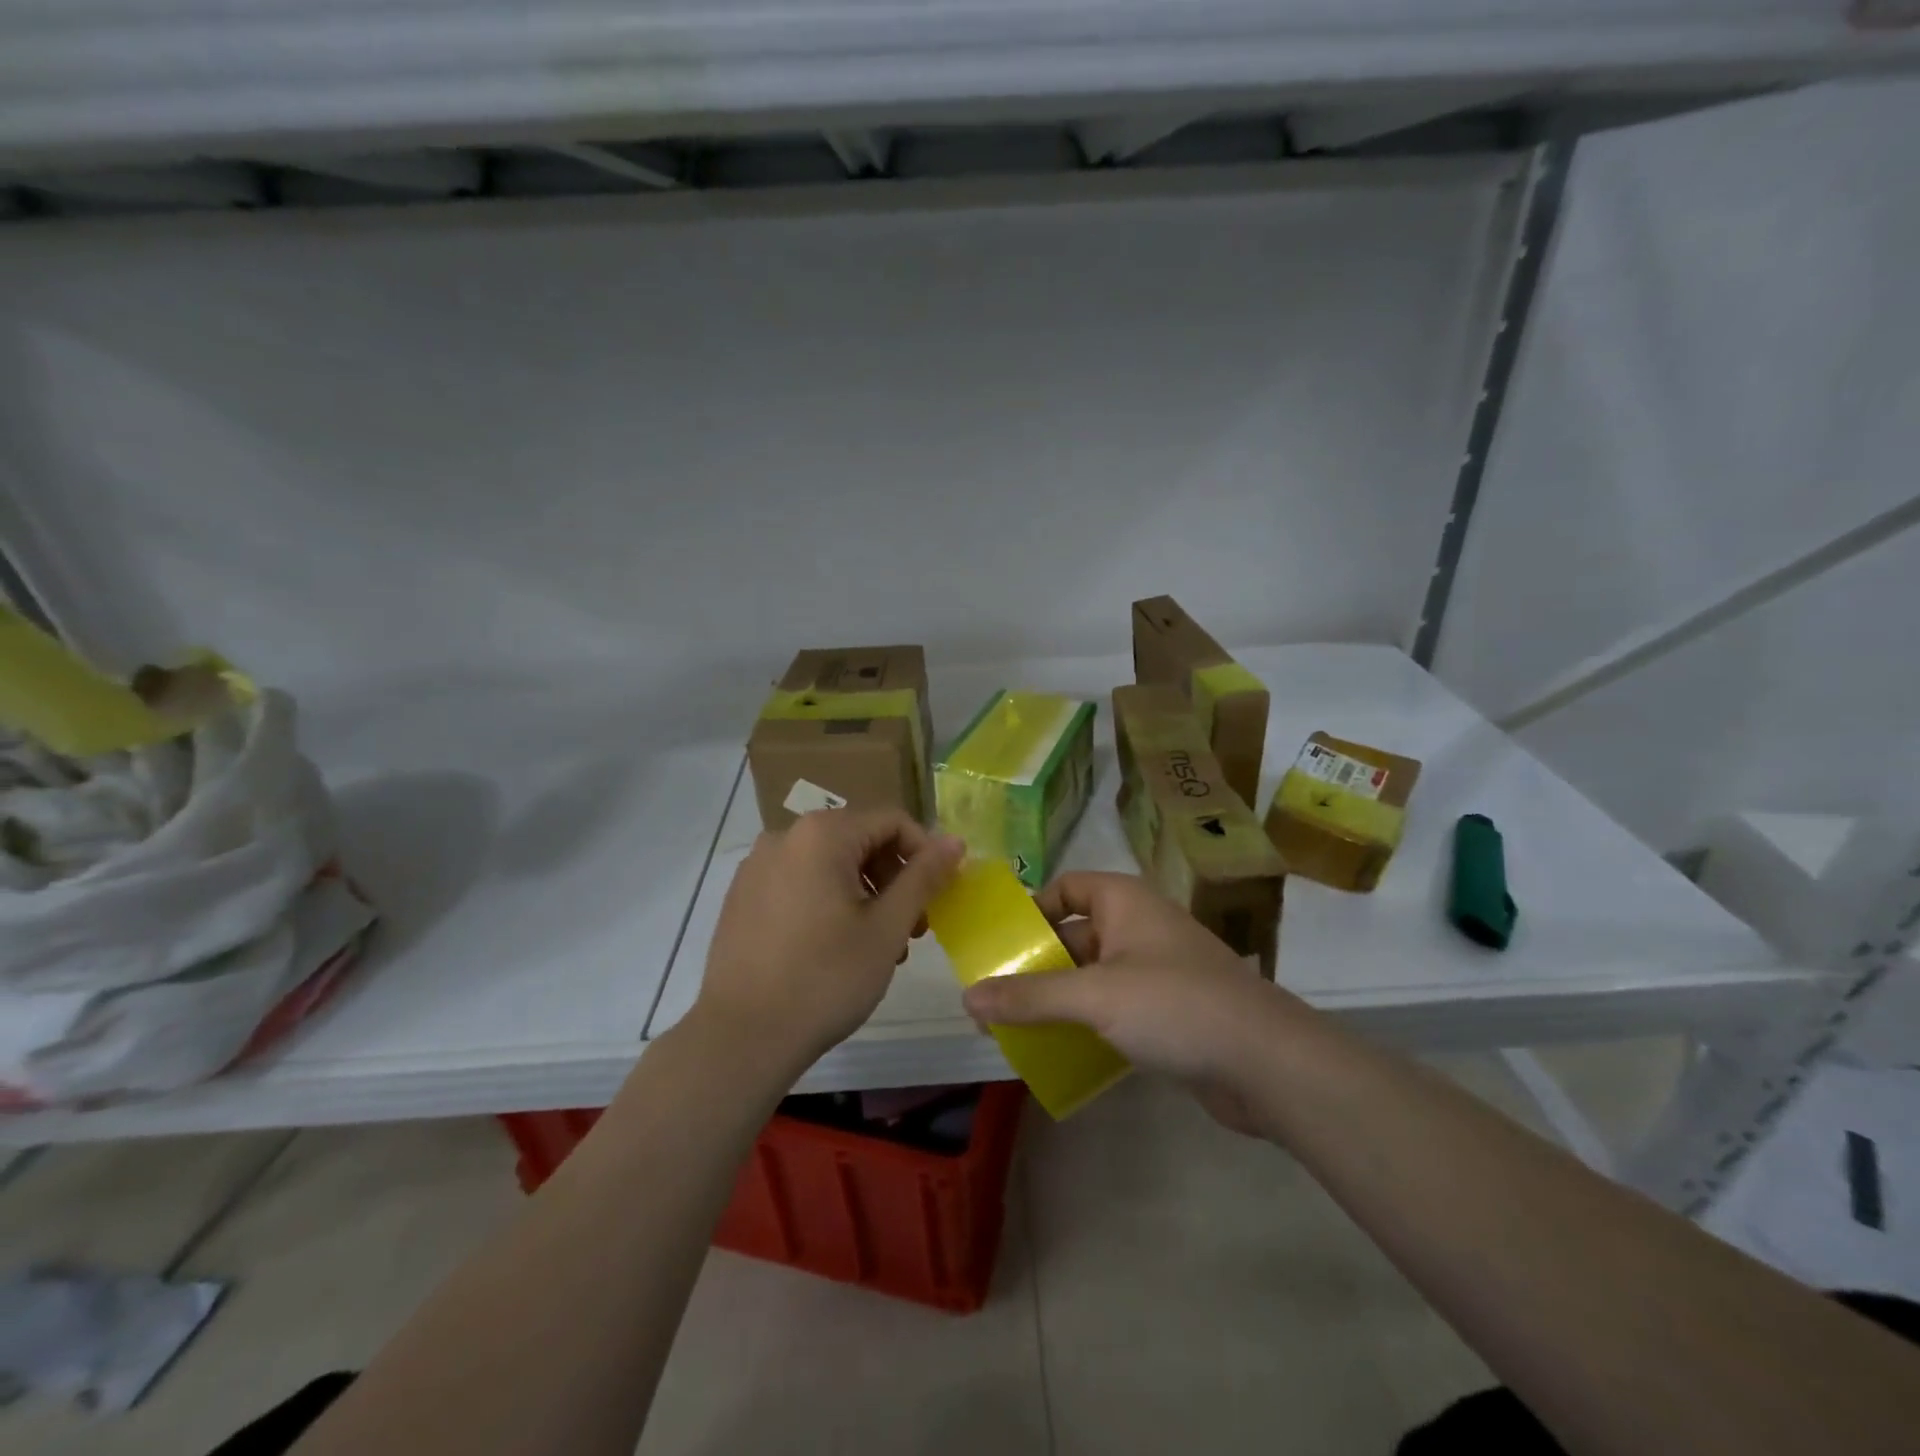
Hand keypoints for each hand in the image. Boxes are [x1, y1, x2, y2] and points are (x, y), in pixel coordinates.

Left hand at [693, 809, 963, 1072]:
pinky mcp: (742, 896)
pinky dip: (829, 902)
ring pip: (830, 864)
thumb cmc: (825, 979)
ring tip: (877, 946)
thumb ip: (924, 877)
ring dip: (865, 894)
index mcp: (822, 834)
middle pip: (860, 839)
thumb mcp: (887, 927)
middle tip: (911, 929)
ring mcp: (757, 866)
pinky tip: (834, 948)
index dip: (924, 853)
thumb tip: (955, 841)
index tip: (937, 898)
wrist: (741, 1038)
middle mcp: (785, 836)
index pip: (892, 821)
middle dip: (894, 878)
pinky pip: (800, 882)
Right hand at [960, 871, 1308, 1135]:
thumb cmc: (1175, 1005)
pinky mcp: (1168, 1012)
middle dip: (1035, 965)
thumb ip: (1030, 996)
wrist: (1267, 1063)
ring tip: (1015, 1028)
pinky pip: (1113, 1008)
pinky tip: (1059, 1052)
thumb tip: (967, 996)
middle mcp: (1138, 927)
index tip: (997, 945)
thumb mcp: (1094, 996)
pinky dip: (1085, 1024)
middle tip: (993, 997)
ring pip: (1091, 976)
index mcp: (1124, 901)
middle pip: (1073, 935)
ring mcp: (1155, 970)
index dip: (1030, 911)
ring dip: (1057, 999)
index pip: (1065, 889)